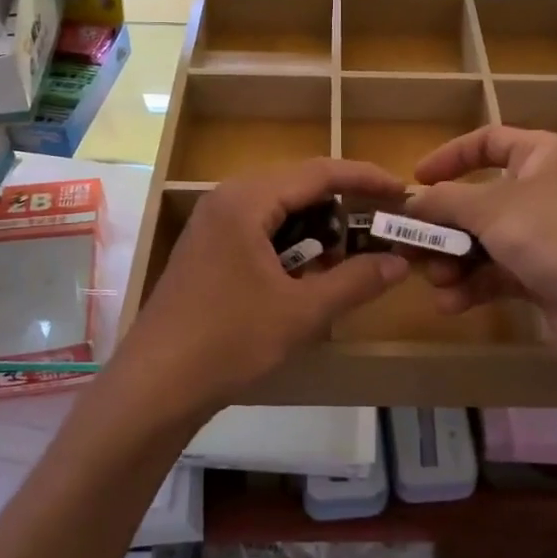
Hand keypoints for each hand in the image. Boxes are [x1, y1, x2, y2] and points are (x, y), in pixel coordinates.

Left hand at [114, 158, 409, 416]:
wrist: (154, 385)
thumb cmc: (229, 340)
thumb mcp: (301, 312)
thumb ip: (355, 281)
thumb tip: (400, 261)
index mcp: (247, 200)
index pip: (319, 173)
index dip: (365, 179)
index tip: (402, 191)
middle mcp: (227, 198)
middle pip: (299, 185)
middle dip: (342, 206)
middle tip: (379, 228)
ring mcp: (213, 222)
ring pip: (280, 209)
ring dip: (316, 229)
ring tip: (346, 260)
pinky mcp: (208, 247)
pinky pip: (260, 228)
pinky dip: (290, 244)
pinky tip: (306, 276)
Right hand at [409, 127, 556, 365]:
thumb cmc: (554, 234)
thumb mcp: (491, 208)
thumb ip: (445, 200)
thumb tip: (412, 201)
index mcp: (542, 155)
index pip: (489, 141)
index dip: (450, 157)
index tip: (416, 180)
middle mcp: (545, 190)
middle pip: (480, 199)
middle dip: (445, 224)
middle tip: (412, 243)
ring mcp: (547, 236)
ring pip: (486, 241)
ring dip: (455, 260)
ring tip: (436, 280)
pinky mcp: (545, 277)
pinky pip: (498, 274)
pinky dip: (474, 287)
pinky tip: (451, 304)